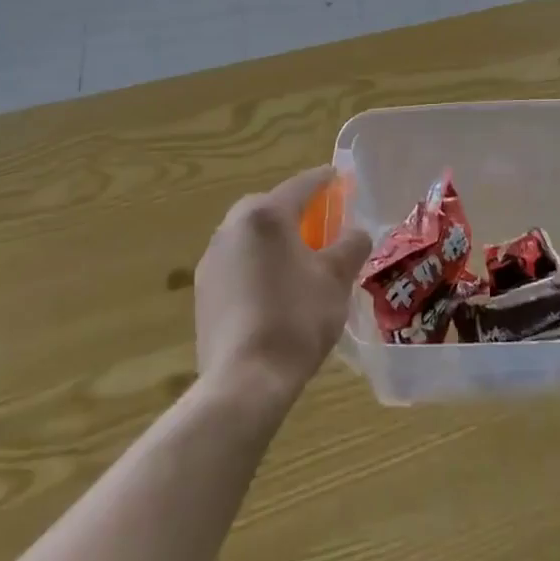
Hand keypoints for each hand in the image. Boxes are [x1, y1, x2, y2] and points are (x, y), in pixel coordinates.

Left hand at [195, 167, 372, 403]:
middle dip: (299, 213)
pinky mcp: (203, 291)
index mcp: (265, 214)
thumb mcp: (336, 278)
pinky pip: (239, 263)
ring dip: (276, 241)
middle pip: (272, 208)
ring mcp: (212, 259)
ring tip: (301, 263)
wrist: (244, 381)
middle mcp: (232, 226)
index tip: (341, 180)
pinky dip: (259, 265)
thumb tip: (355, 232)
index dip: (326, 181)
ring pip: (253, 237)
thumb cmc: (296, 318)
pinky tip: (276, 291)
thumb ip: (351, 245)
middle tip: (324, 227)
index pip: (302, 185)